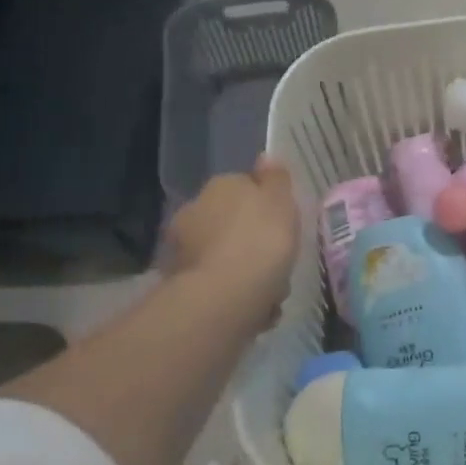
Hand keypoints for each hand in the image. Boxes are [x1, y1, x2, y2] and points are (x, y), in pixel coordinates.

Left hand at [162, 157, 299, 330]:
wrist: (226, 295)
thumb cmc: (262, 239)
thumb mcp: (281, 201)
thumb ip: (275, 179)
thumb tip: (265, 156)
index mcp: (221, 186)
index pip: (244, 186)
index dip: (266, 205)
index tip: (283, 223)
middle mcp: (195, 210)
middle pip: (230, 221)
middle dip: (249, 238)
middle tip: (277, 258)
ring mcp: (183, 248)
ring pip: (223, 253)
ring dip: (242, 267)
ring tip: (270, 290)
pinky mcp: (182, 284)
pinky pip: (217, 282)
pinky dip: (233, 292)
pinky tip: (255, 307)